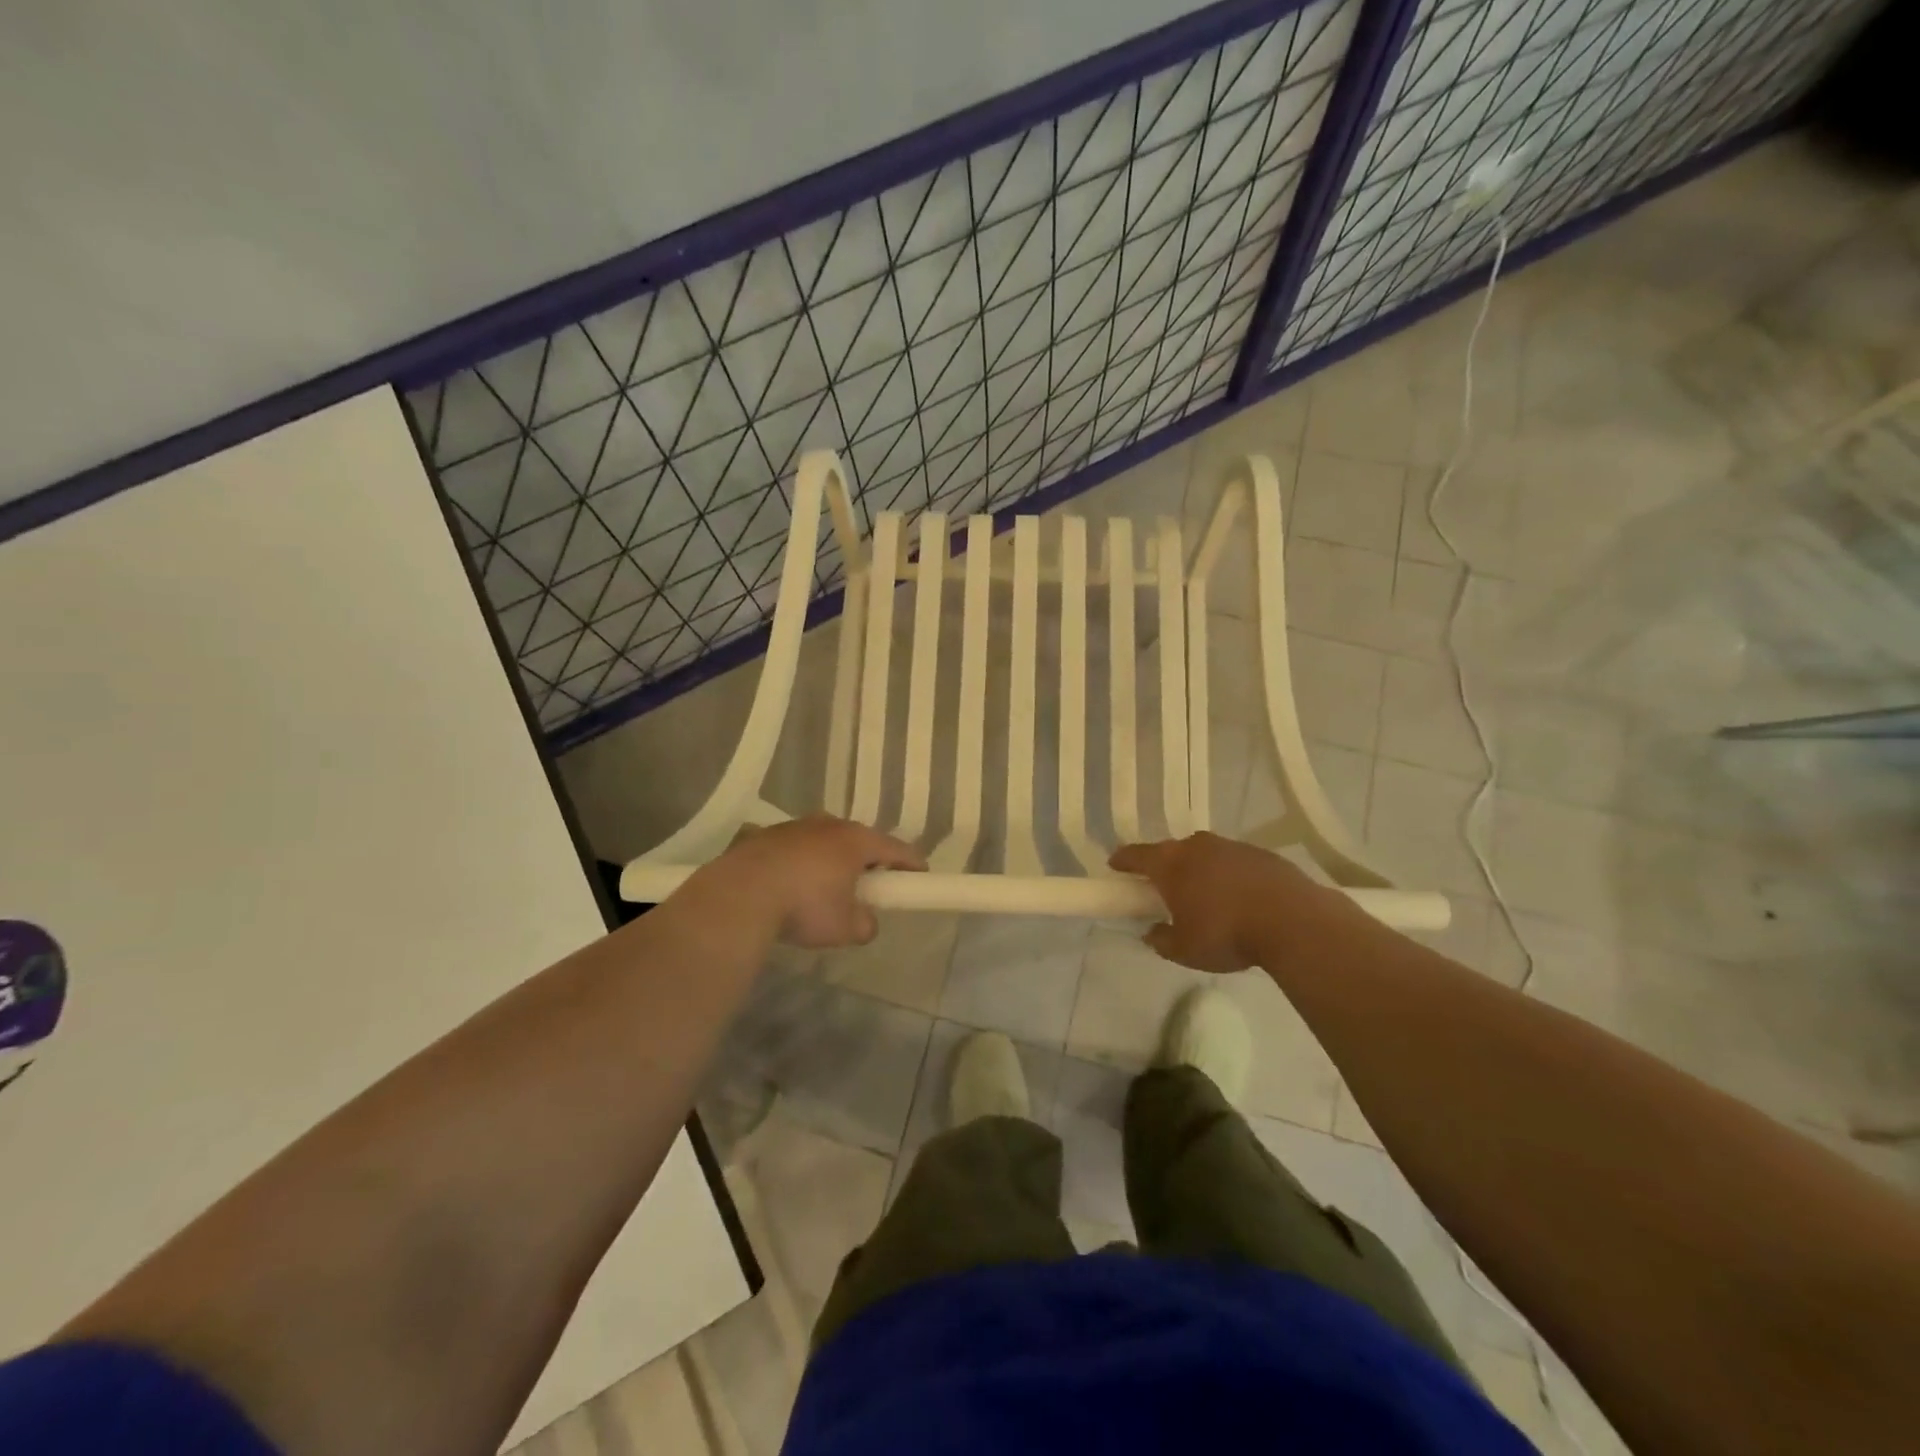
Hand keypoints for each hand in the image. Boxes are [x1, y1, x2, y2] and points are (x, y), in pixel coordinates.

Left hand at [710, 814, 925, 947]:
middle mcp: (828, 825)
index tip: (921, 875)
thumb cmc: (804, 906)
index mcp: (856, 841)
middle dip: (869, 860)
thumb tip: (866, 922)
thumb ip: (865, 924)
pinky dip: (801, 863)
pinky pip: (795, 848)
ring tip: (826, 886)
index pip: (896, 848)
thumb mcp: (845, 928)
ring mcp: (794, 827)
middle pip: (859, 839)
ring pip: (824, 840)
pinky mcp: (764, 836)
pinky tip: (791, 885)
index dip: (911, 862)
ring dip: (831, 859)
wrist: (739, 895)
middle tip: (872, 883)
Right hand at [1109, 833, 1318, 971]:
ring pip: (1204, 854)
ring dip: (1199, 869)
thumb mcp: (1185, 950)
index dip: (1123, 860)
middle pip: (1171, 851)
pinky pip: (1233, 861)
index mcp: (1170, 864)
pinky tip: (1238, 897)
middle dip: (1163, 866)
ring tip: (1204, 894)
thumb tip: (1152, 933)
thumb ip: (1162, 940)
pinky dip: (1228, 874)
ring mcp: (1230, 846)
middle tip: (1162, 887)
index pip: (1136, 855)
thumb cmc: (1227, 934)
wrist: (1293, 920)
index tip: (1115, 865)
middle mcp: (1197, 846)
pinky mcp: (1260, 854)